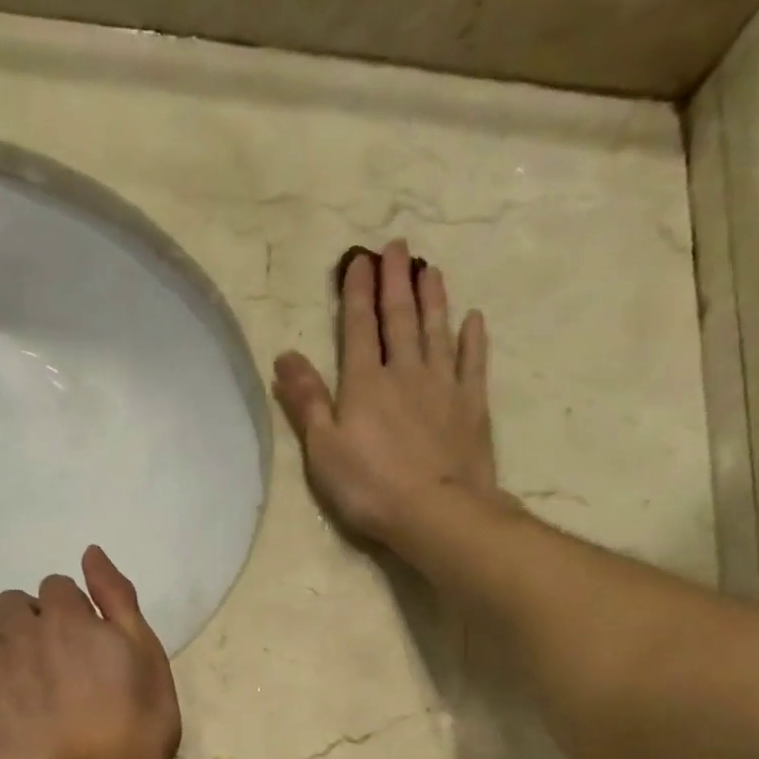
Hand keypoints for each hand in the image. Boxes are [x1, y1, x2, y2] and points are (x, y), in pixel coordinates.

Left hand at [0, 546, 180, 758]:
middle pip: (10, 604)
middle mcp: (23, 637)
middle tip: (58, 655)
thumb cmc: (138, 715)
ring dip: (8, 650)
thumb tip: (90, 553)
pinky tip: (20, 715)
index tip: (88, 636)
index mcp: (67, 618)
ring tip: (35, 684)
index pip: (54, 586)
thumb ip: (116, 597)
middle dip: (30, 619)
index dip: (72, 607)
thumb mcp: (145, 650)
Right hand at [272, 240, 495, 545]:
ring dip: (433, 299)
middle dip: (396, 281)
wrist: (437, 512)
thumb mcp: (323, 448)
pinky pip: (473, 363)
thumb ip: (306, 400)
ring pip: (437, 331)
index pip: (359, 328)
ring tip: (430, 269)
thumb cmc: (370, 486)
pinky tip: (473, 319)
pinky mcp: (472, 407)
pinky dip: (473, 339)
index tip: (360, 259)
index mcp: (365, 384)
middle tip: (398, 246)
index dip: (358, 292)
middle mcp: (405, 373)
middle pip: (400, 319)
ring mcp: (444, 387)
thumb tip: (284, 356)